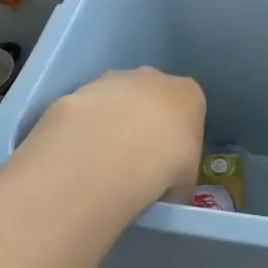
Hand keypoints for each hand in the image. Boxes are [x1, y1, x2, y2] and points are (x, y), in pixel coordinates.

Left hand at [26, 68, 206, 213]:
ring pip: (115, 100)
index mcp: (187, 94)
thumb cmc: (166, 164)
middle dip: (143, 122)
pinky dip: (84, 129)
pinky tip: (80, 157)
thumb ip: (179, 176)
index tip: (170, 161)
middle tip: (135, 160)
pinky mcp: (79, 91)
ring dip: (111, 123)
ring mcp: (113, 80)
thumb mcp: (186, 181)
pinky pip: (85, 112)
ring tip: (103, 163)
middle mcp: (152, 78)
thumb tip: (168, 190)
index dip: (178, 136)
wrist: (112, 153)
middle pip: (150, 97)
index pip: (188, 108)